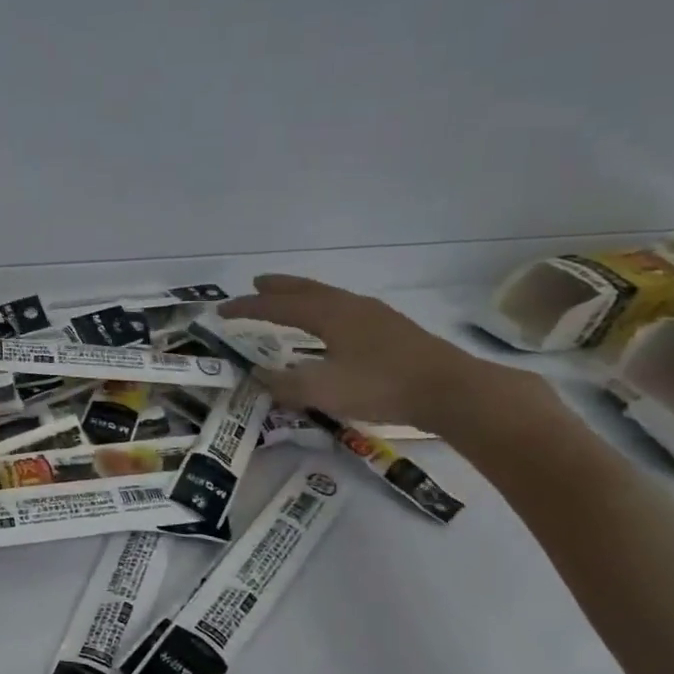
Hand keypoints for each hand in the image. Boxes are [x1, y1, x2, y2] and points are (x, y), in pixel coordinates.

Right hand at [220, 274, 518, 433]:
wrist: (451, 390)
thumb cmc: (382, 386)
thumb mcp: (324, 390)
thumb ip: (286, 384)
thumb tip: (258, 375)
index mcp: (331, 315)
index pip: (279, 306)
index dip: (248, 308)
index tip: (221, 310)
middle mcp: (351, 307)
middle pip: (306, 290)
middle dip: (278, 288)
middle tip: (256, 283)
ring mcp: (375, 316)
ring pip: (329, 298)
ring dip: (303, 296)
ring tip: (290, 301)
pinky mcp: (392, 330)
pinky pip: (345, 310)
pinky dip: (324, 310)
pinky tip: (331, 326)